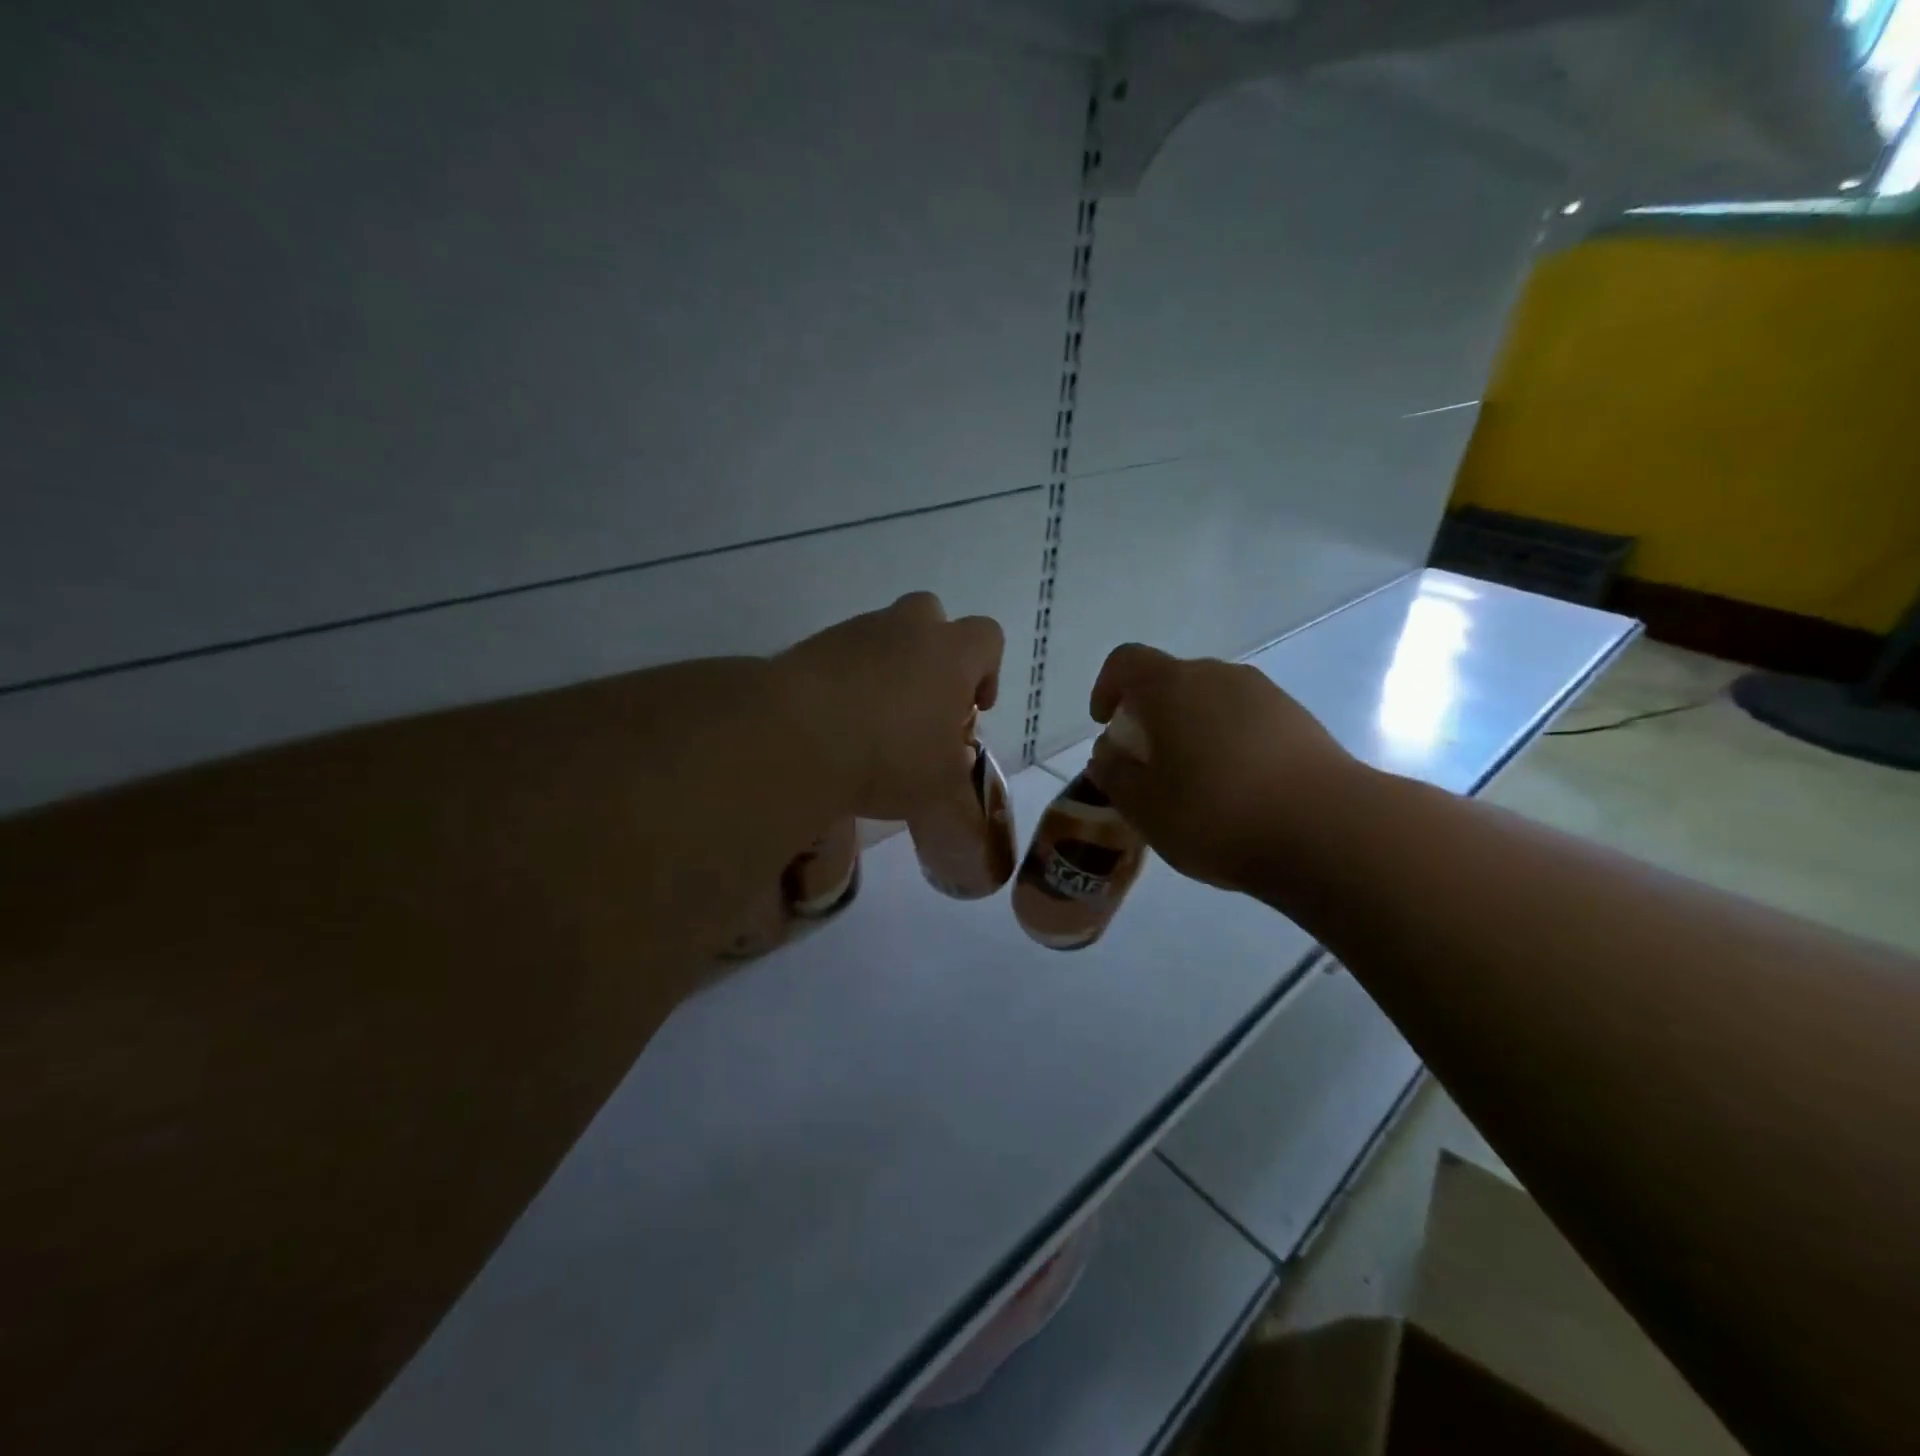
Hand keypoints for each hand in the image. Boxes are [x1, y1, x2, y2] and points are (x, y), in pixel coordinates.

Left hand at [775, 593, 1003, 821]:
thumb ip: (958, 769)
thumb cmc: (889, 756)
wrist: (795, 737)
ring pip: (883, 635)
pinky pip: (843, 655)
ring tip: (875, 719)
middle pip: (931, 618)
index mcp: (951, 652)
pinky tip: (839, 720)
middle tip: (924, 701)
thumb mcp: (941, 783)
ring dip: (888, 667)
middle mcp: (906, 627)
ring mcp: (855, 631)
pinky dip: (848, 679)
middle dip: (933, 653)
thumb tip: (956, 759)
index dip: (987, 672)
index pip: (988, 639)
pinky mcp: (812, 645)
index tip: (973, 709)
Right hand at [1086, 643, 1363, 896]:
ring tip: (1193, 783)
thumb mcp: (1144, 806)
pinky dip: (1228, 742)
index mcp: (1173, 686)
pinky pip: (1246, 720)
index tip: (1105, 725)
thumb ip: (1114, 773)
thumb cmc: (1217, 815)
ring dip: (1191, 730)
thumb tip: (1109, 753)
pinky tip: (1237, 790)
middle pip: (1171, 681)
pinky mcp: (1300, 720)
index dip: (1106, 687)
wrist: (1331, 831)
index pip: (1125, 662)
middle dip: (1149, 716)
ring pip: (1211, 701)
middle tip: (1147, 764)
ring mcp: (1266, 695)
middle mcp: (1219, 676)